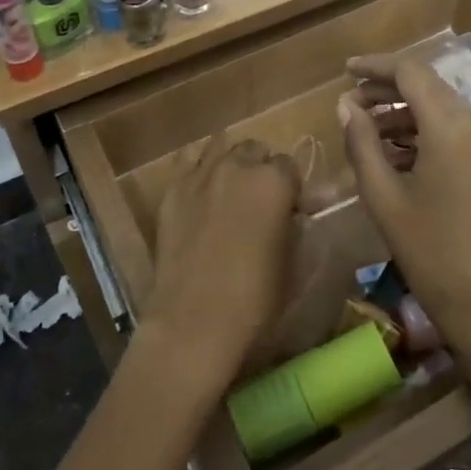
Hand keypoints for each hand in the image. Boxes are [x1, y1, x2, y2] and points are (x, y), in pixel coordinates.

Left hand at [147, 136, 299, 385]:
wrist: (193, 322)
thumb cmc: (256, 299)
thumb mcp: (294, 263)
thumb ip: (298, 227)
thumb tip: (298, 214)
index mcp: (274, 181)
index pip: (290, 166)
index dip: (292, 189)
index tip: (292, 211)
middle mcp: (237, 166)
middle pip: (254, 150)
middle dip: (261, 169)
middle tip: (260, 201)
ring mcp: (200, 174)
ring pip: (221, 147)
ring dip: (231, 162)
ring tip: (230, 191)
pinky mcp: (172, 190)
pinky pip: (188, 161)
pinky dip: (199, 169)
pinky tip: (201, 192)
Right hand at [339, 56, 470, 350]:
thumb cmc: (428, 251)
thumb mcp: (383, 196)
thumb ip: (362, 142)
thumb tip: (346, 105)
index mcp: (452, 128)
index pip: (412, 73)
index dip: (376, 66)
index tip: (346, 70)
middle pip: (429, 88)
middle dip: (388, 90)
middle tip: (351, 105)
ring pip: (443, 109)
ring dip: (406, 113)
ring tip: (368, 131)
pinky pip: (458, 130)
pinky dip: (427, 132)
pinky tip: (398, 153)